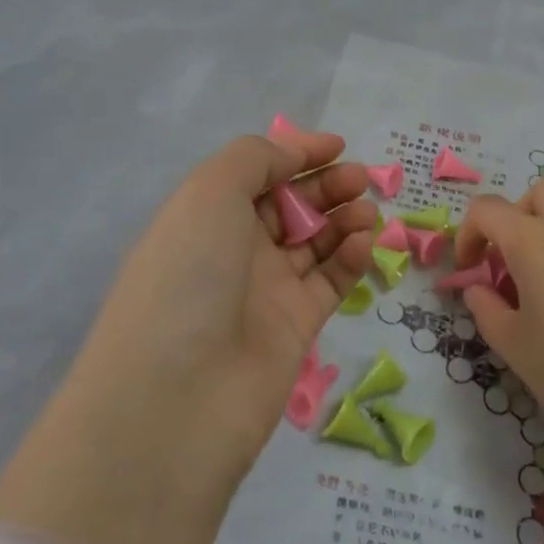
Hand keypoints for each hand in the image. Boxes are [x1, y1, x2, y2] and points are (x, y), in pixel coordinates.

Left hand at [72, 130, 379, 489]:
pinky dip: (350, 257)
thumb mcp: (210, 193)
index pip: (258, 174)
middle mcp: (234, 250)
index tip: (337, 145)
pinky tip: (363, 242)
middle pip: (290, 205)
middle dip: (326, 185)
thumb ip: (255, 159)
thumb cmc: (189, 275)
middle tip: (359, 178)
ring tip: (366, 211)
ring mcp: (266, 290)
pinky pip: (330, 281)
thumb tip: (293, 153)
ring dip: (343, 218)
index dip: (296, 154)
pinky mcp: (295, 328)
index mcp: (206, 215)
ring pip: (315, 242)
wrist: (177, 398)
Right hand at [456, 181, 543, 444]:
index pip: (487, 210)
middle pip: (536, 194)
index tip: (468, 272)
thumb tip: (479, 288)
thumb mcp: (513, 345)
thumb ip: (485, 308)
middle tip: (507, 264)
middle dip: (513, 219)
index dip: (467, 235)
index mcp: (533, 241)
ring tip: (539, 287)